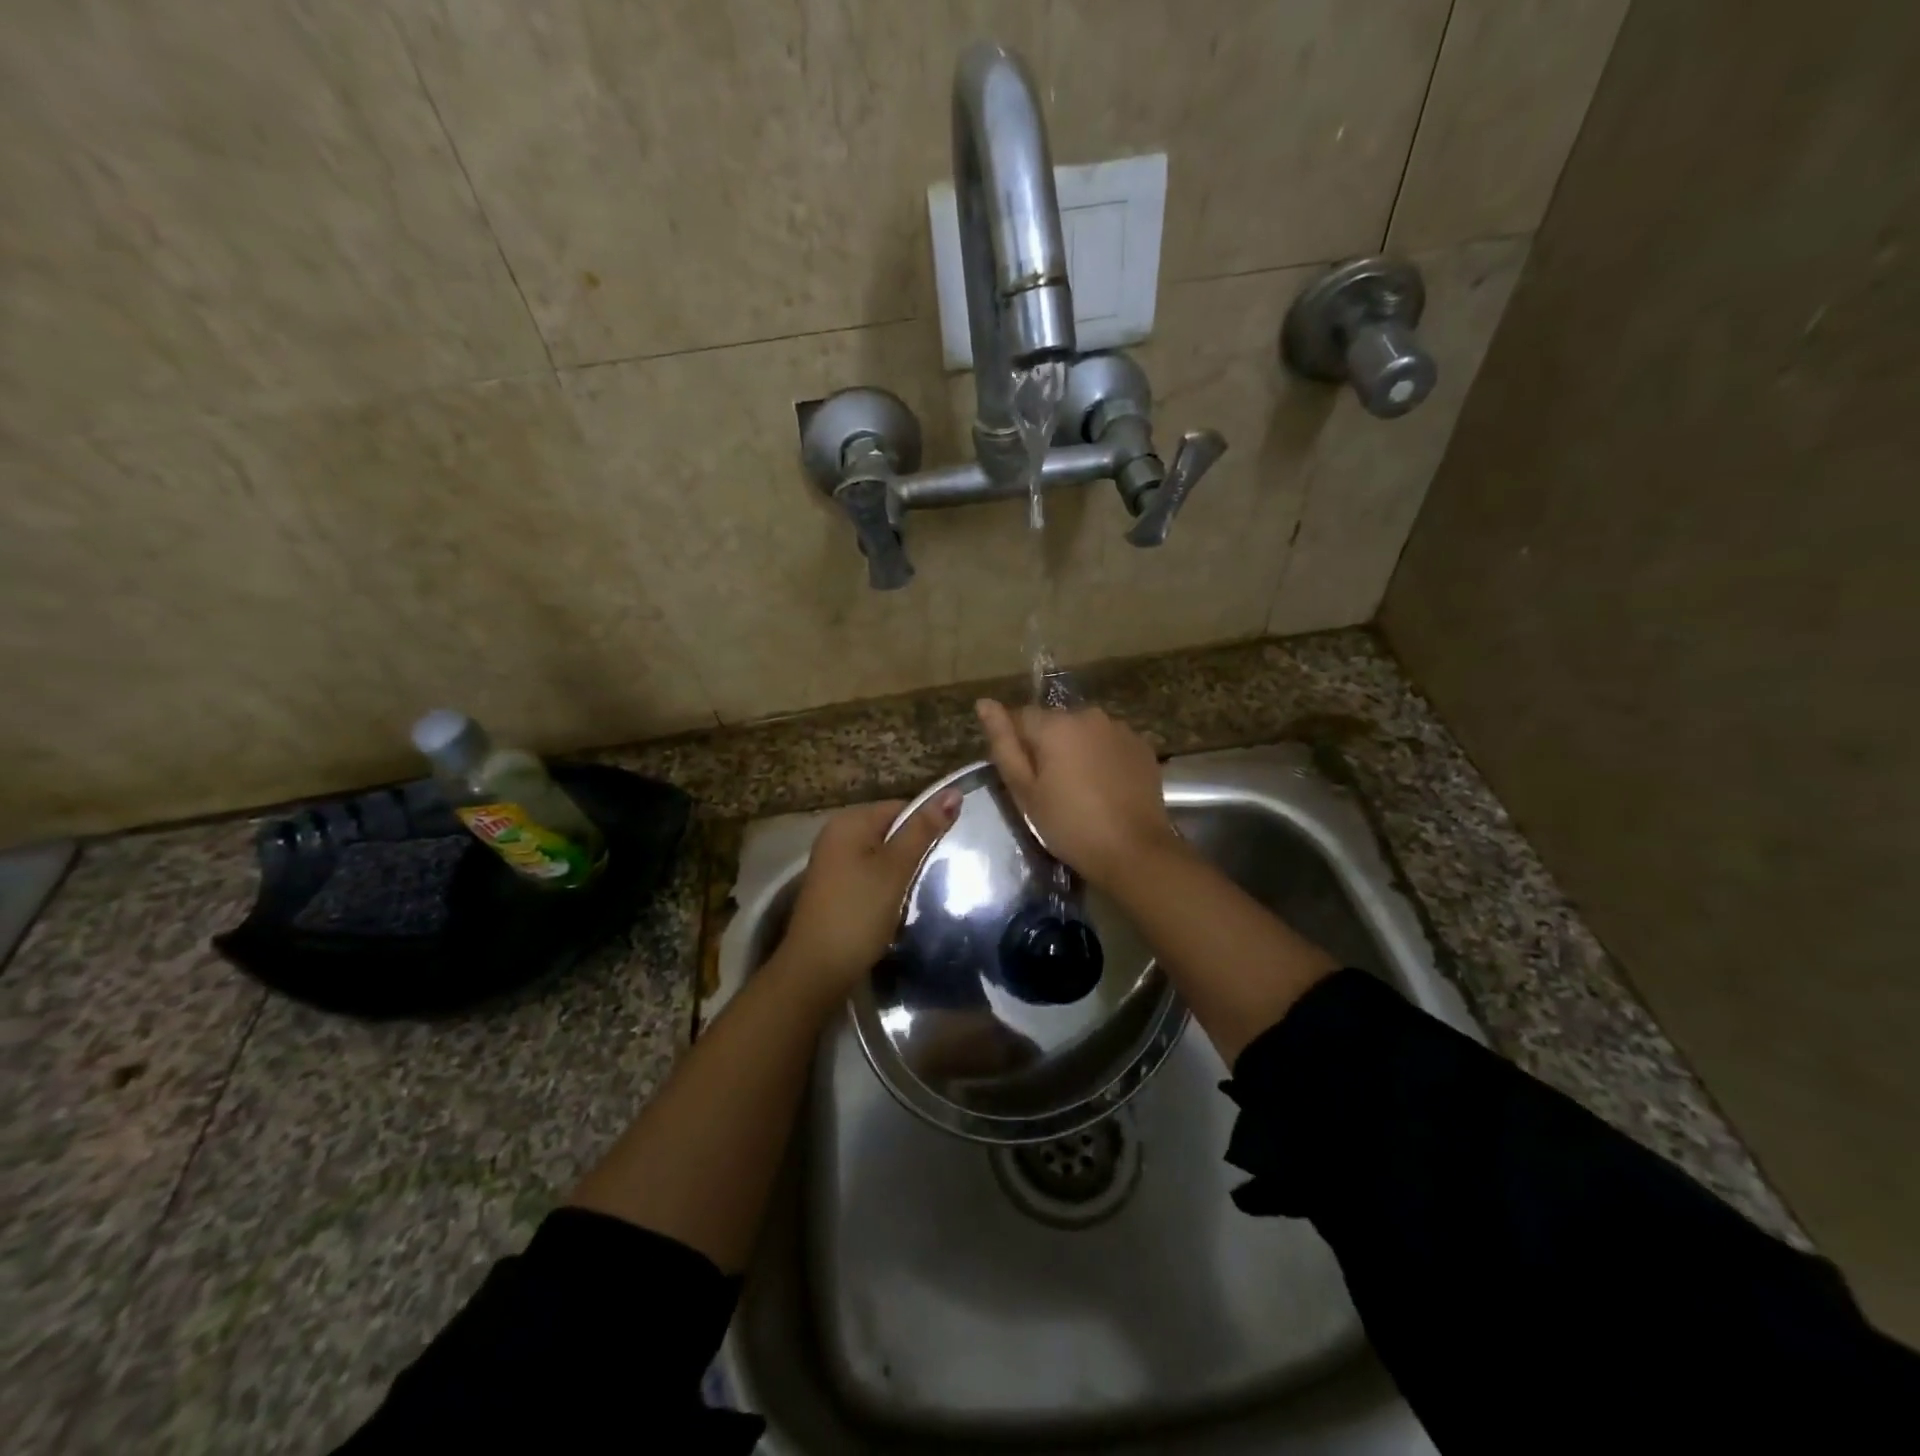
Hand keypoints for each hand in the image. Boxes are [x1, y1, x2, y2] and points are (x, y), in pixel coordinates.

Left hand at [771, 791, 960, 1002]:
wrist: (817, 969)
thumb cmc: (859, 912)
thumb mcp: (896, 868)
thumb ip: (923, 830)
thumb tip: (953, 792)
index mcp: (850, 821)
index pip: (901, 807)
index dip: (926, 826)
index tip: (945, 852)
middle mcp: (837, 833)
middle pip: (891, 829)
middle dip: (914, 850)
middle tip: (932, 874)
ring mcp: (832, 861)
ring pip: (882, 854)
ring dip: (901, 870)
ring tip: (916, 891)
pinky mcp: (833, 886)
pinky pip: (869, 873)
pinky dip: (885, 885)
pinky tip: (894, 904)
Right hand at [975, 699, 1179, 889]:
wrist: (1134, 851)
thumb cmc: (1069, 825)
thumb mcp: (1025, 791)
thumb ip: (1003, 743)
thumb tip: (984, 703)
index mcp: (1055, 724)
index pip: (1020, 717)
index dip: (1016, 745)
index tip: (1023, 777)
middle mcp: (1088, 715)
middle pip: (1054, 723)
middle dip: (1048, 747)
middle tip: (1050, 788)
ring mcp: (1120, 728)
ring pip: (1084, 732)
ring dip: (1076, 750)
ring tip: (1080, 789)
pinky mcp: (1142, 746)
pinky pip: (1110, 743)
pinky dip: (1102, 758)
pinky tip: (1105, 788)